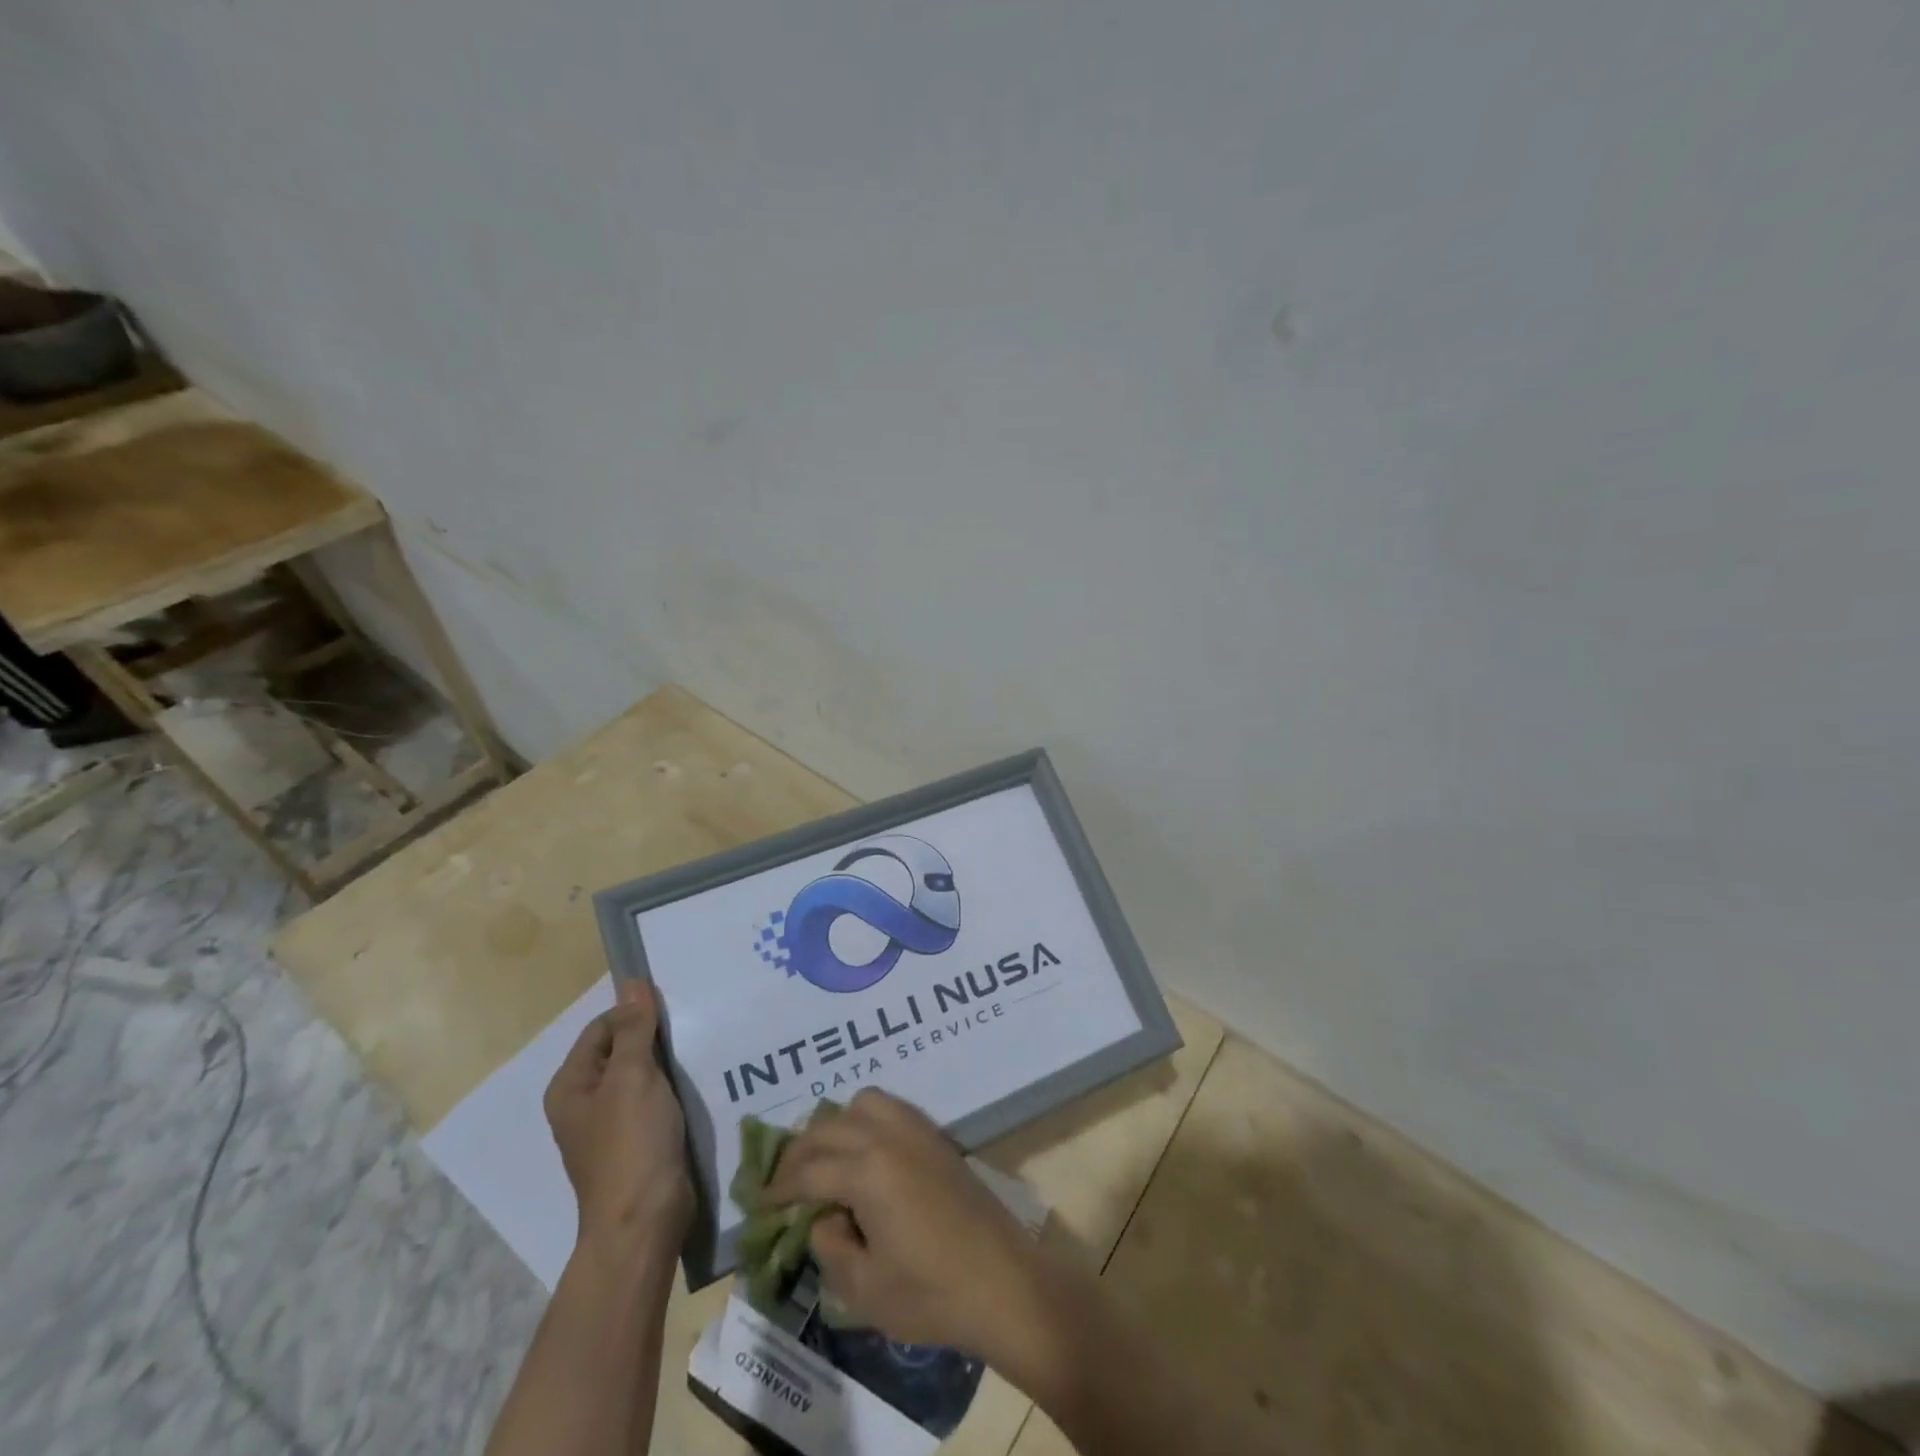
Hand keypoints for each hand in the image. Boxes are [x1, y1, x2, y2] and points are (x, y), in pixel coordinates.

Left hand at [544, 980, 692, 1261]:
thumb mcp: (632, 1077)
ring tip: (701, 1047)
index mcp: (570, 1086)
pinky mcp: (637, 1141)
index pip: (602, 1028)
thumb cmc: (631, 1144)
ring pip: (641, 1076)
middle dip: (654, 1037)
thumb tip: (631, 983)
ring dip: (667, 1063)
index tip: (674, 1009)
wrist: (644, 1222)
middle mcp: (585, 1103)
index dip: (634, 1014)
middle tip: (693, 1024)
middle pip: (621, 1050)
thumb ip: (634, 1029)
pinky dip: (674, 1088)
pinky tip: (698, 1081)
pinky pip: (655, 1100)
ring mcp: (611, 1125)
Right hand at [765, 1088, 1045, 1361]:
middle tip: (782, 1183)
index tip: (757, 1203)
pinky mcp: (936, 1135)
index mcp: (867, 1170)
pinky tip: (863, 1154)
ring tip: (824, 1161)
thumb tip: (822, 1218)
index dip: (777, 1188)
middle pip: (828, 1127)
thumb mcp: (864, 1289)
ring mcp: (916, 1129)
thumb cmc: (932, 1294)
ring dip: (835, 1126)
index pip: (807, 1171)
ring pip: (861, 1103)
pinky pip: (890, 1107)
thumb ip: (830, 1247)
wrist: (1003, 1282)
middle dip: (798, 1152)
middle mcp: (888, 1135)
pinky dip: (865, 1119)